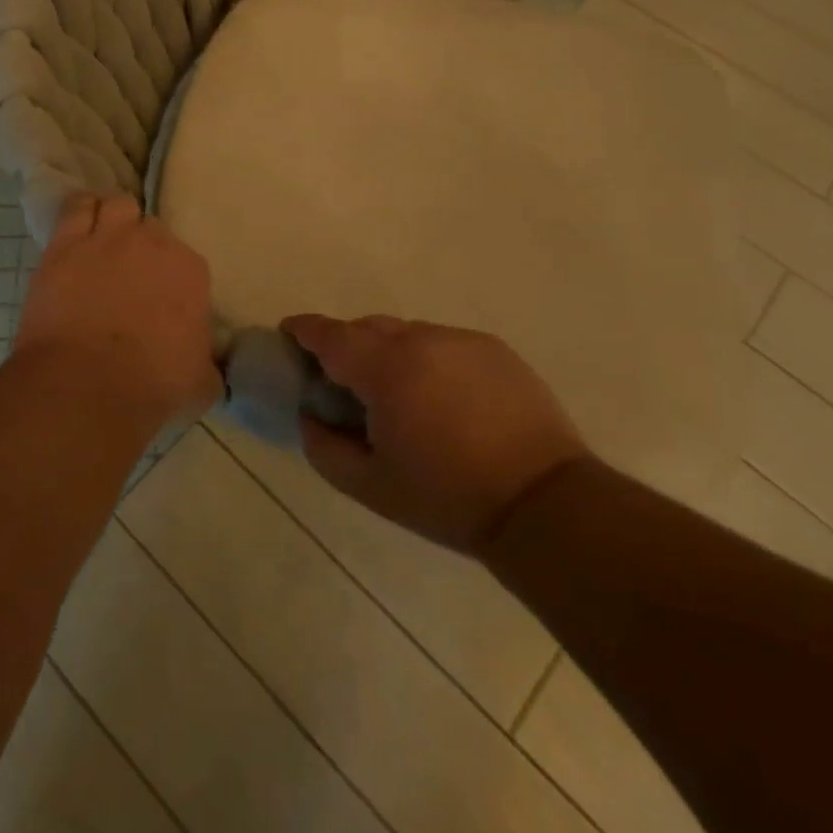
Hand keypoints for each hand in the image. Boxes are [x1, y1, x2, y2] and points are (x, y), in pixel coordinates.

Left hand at [11, 193, 220, 433]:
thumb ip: (208, 363)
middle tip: (130, 276)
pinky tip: (79, 223)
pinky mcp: (65, 244)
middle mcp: (152, 243)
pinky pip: (76, 208)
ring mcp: (107, 238)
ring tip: (105, 241)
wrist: (86, 386)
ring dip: (115, 219)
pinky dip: (81, 212)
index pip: (184, 261)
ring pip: (117, 206)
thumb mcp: (201, 381)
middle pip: (151, 229)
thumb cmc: (151, 386)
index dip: (170, 278)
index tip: (160, 300)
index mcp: (190, 271)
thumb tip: (208, 365)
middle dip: (142, 248)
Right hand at [287, 315, 588, 554]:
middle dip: (348, 347)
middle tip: (346, 383)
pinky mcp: (492, 348)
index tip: (290, 335)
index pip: (330, 334)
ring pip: (407, 334)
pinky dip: (429, 360)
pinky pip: (443, 343)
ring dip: (391, 354)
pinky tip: (444, 399)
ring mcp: (460, 339)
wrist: (542, 504)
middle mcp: (420, 339)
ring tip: (402, 396)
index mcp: (384, 368)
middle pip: (367, 328)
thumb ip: (323, 446)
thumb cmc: (446, 498)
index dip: (304, 330)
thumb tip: (310, 415)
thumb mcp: (370, 486)